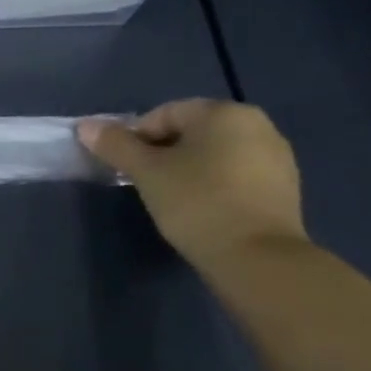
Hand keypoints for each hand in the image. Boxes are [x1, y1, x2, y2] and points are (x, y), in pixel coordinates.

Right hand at [79, 100, 306, 268]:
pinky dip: (214, 184)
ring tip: (172, 199)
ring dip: (188, 168)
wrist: (256, 257)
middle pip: (191, 131)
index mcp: (223, 112)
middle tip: (145, 183)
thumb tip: (85, 126)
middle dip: (163, 153)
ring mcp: (276, 155)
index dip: (136, 138)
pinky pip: (237, 174)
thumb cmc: (196, 202)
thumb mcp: (146, 172)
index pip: (164, 114)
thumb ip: (115, 145)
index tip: (126, 168)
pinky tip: (203, 209)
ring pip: (215, 153)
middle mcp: (257, 124)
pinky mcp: (285, 186)